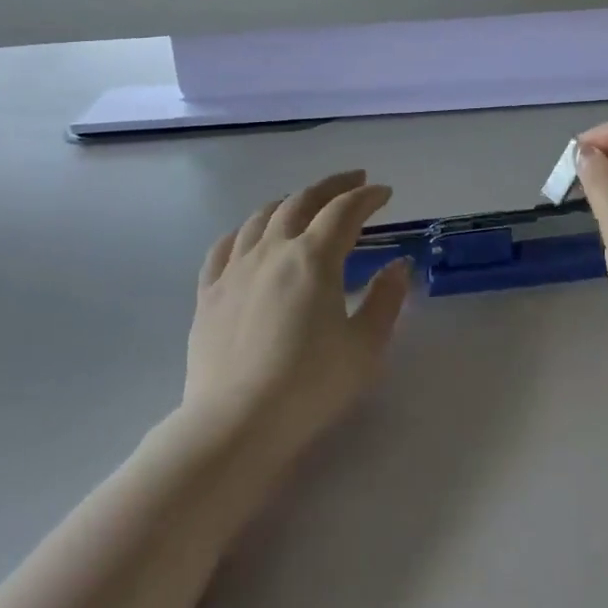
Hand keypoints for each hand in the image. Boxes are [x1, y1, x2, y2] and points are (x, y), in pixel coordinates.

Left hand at [182, 170, 409, 458]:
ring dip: (290, 201)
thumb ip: (386, 300)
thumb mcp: (365, 346)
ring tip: (305, 203)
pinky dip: (245, 230)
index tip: (385, 193)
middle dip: (332, 186)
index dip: (367, 197)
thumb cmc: (310, 385)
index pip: (344, 211)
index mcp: (314, 258)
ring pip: (262, 217)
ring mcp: (235, 269)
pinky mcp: (209, 293)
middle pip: (302, 201)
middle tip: (353, 182)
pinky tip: (251, 235)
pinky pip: (225, 246)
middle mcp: (273, 251)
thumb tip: (398, 265)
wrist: (235, 424)